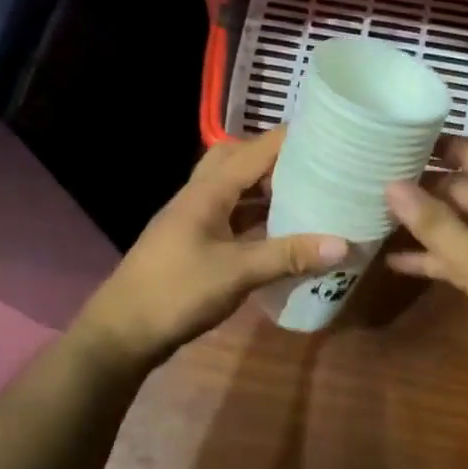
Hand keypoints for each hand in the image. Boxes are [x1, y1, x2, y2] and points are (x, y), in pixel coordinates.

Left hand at [76, 128, 348, 365]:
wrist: (122, 331)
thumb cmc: (176, 292)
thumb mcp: (237, 273)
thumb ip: (288, 256)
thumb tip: (345, 245)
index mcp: (208, 190)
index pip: (257, 149)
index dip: (293, 139)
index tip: (334, 137)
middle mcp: (200, 195)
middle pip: (241, 159)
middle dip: (279, 159)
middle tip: (319, 168)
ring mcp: (195, 218)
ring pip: (236, 188)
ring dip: (267, 188)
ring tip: (309, 194)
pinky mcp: (195, 241)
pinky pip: (232, 215)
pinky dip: (257, 216)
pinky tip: (280, 231)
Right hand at [386, 139, 467, 381]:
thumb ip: (435, 223)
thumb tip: (392, 185)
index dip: (437, 144)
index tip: (396, 140)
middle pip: (462, 189)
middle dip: (423, 186)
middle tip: (374, 183)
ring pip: (461, 225)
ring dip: (426, 225)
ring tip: (377, 218)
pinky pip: (465, 258)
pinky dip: (437, 259)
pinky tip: (398, 263)